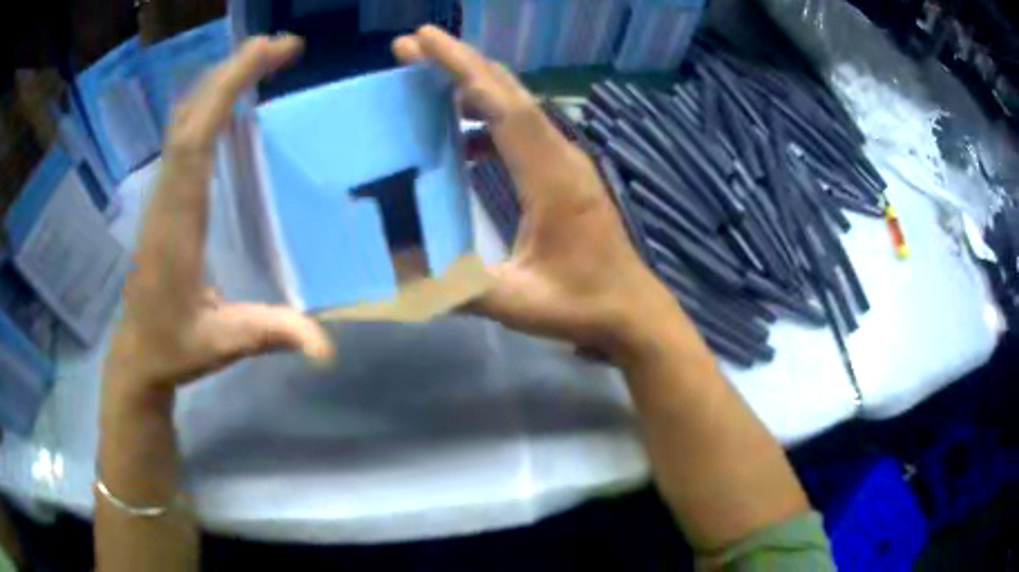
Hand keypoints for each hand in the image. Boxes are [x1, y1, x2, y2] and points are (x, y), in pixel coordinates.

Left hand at [105, 36, 332, 399]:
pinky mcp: (165, 196)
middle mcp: (167, 195)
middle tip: (281, 45)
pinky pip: (183, 135)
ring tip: (262, 58)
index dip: (227, 89)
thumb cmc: (174, 346)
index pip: (196, 138)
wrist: (138, 353)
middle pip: (191, 115)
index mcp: (178, 222)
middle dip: (232, 71)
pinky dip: (208, 104)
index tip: (267, 53)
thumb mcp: (221, 345)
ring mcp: (163, 193)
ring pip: (184, 119)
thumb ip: (269, 336)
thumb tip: (325, 349)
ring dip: (220, 81)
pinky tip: (230, 98)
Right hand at [393, 27, 679, 360]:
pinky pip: (523, 128)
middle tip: (411, 46)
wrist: (632, 309)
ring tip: (427, 79)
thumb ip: (463, 289)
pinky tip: (462, 134)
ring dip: (473, 84)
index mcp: (552, 179)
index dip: (463, 68)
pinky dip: (488, 117)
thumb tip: (402, 276)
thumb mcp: (521, 304)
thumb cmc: (584, 305)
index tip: (424, 41)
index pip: (504, 106)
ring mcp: (567, 160)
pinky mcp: (565, 171)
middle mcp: (562, 156)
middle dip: (459, 63)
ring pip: (517, 105)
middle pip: (509, 92)